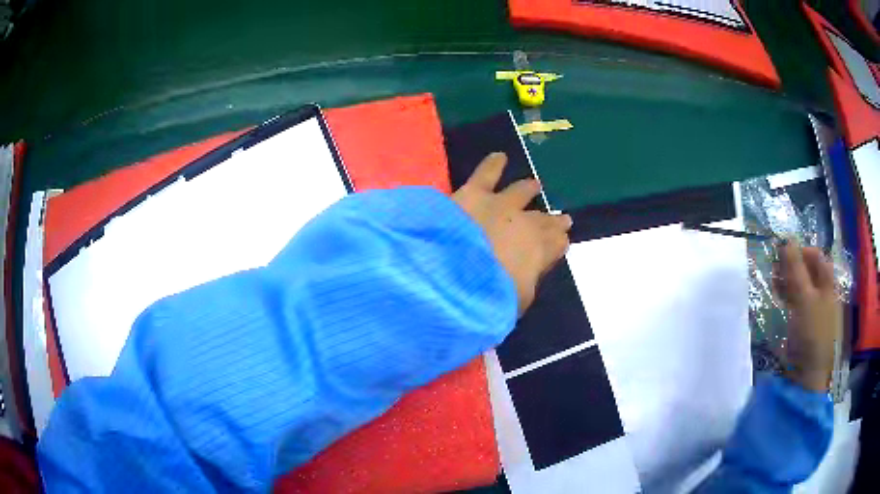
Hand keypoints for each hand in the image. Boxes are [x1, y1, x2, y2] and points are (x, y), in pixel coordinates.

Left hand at [452, 152, 571, 315]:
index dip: (559, 241)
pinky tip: (499, 156)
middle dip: (552, 220)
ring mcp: (501, 205)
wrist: (455, 271)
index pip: (556, 244)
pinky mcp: (474, 193)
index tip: (563, 240)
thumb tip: (526, 276)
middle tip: (560, 218)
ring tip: (534, 185)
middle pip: (543, 220)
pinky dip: (493, 164)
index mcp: (539, 253)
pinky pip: (486, 174)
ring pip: (521, 192)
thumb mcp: (517, 300)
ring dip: (528, 189)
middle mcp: (526, 224)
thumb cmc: (490, 295)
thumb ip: (525, 285)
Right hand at [773, 242, 840, 391]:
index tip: (782, 253)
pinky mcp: (805, 322)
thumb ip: (795, 268)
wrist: (809, 374)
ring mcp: (815, 308)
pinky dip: (787, 296)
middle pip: (808, 269)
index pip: (816, 255)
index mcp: (828, 282)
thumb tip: (786, 238)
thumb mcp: (804, 298)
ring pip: (800, 285)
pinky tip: (777, 298)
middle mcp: (823, 291)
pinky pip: (796, 301)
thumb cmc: (812, 331)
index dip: (800, 250)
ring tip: (773, 284)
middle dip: (791, 266)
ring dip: (787, 281)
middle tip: (774, 269)